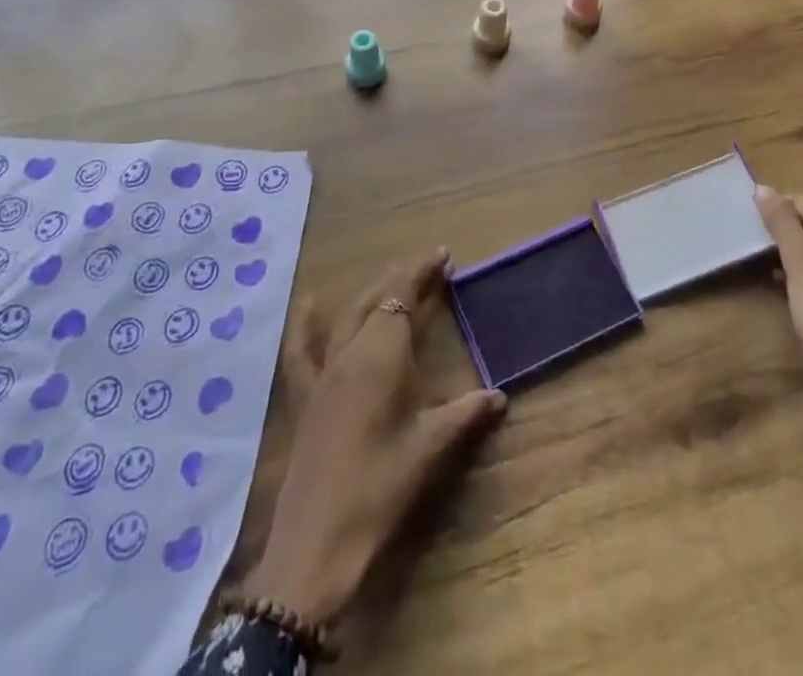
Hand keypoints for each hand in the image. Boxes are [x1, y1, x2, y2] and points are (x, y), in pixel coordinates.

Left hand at [241, 251, 507, 628]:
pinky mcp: (305, 399)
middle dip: (402, 277)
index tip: (444, 256)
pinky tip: (309, 304)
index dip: (422, 272)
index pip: (403, 296)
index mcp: (382, 356)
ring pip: (346, 317)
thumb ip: (466, 414)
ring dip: (369, 293)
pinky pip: (301, 351)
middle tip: (428, 267)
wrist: (316, 546)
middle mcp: (350, 352)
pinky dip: (306, 324)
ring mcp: (322, 374)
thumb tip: (500, 396)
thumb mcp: (430, 450)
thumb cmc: (380, 490)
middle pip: (376, 299)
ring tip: (389, 278)